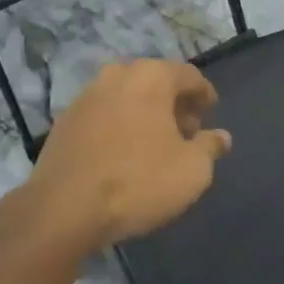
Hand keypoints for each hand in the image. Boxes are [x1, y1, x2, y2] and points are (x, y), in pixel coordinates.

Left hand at [20, 60, 229, 251]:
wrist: (63, 208)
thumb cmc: (137, 182)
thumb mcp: (191, 171)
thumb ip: (210, 148)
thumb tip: (220, 136)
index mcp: (151, 76)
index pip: (189, 75)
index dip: (204, 94)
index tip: (210, 112)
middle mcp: (118, 74)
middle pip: (156, 81)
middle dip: (174, 103)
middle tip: (186, 132)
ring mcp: (87, 95)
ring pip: (127, 95)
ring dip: (145, 113)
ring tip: (155, 145)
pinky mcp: (65, 119)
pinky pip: (104, 113)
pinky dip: (119, 124)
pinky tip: (123, 153)